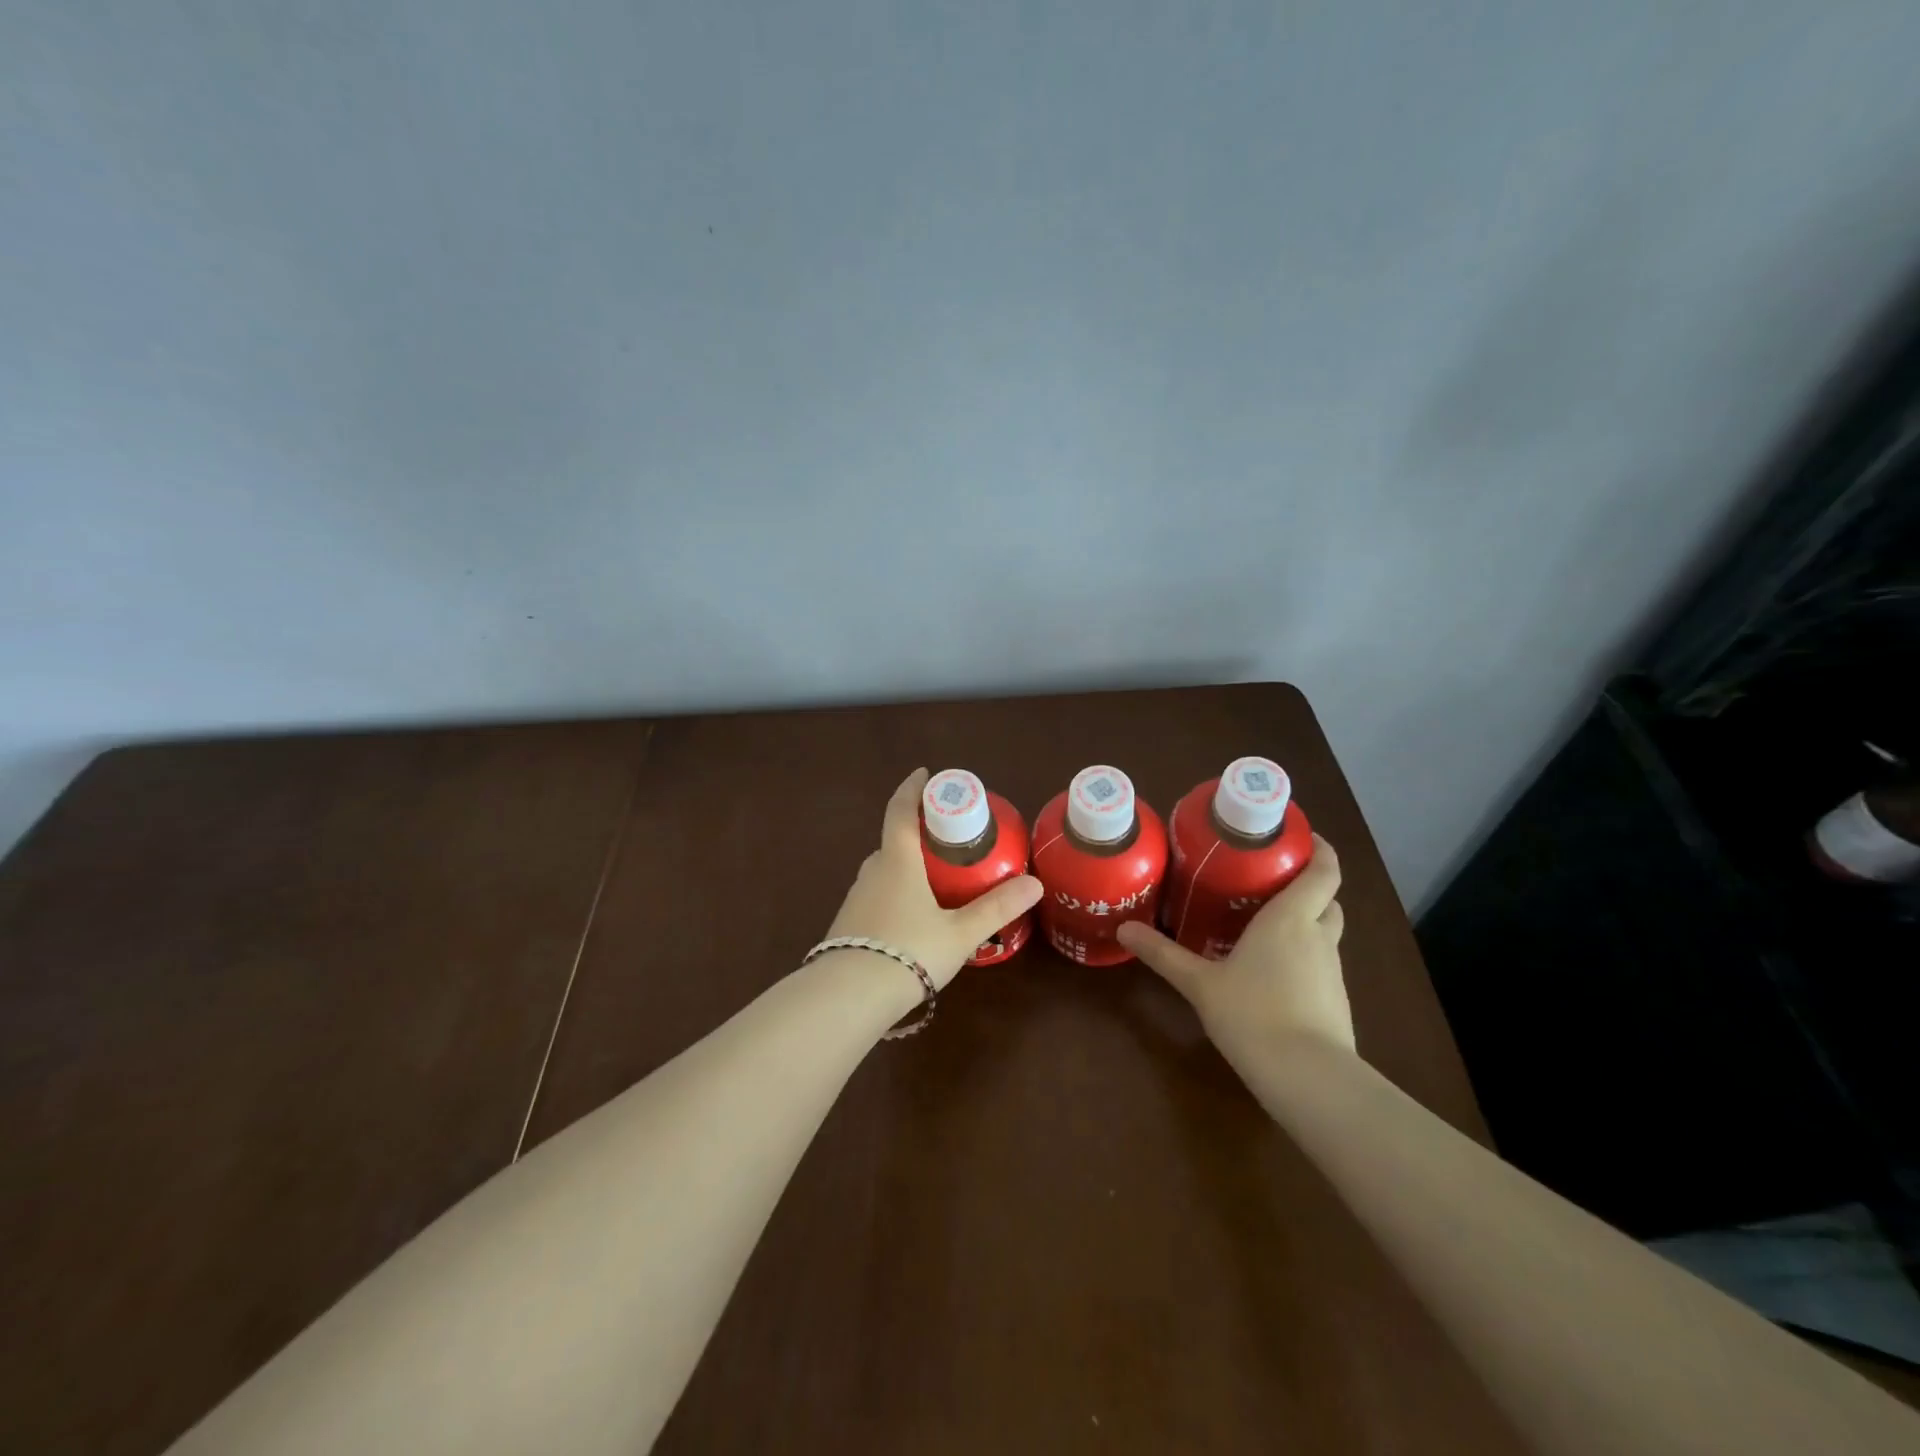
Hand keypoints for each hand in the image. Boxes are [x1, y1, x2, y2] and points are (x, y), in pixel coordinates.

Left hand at [826, 768, 1043, 990]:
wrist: (848, 997)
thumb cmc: (909, 951)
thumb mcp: (960, 932)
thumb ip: (996, 908)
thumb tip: (1035, 883)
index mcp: (898, 861)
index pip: (901, 810)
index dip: (912, 788)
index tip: (925, 774)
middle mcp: (873, 872)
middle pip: (894, 840)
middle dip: (917, 833)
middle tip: (947, 838)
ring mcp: (857, 898)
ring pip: (885, 871)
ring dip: (906, 866)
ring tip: (936, 880)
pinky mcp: (850, 924)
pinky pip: (877, 895)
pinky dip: (896, 893)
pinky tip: (913, 918)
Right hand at [1116, 834, 1353, 1054]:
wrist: (1308, 1078)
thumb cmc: (1253, 1014)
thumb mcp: (1200, 983)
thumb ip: (1163, 954)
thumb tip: (1124, 929)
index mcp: (1290, 919)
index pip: (1324, 872)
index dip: (1321, 850)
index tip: (1303, 836)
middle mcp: (1318, 936)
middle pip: (1327, 900)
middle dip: (1308, 886)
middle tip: (1270, 881)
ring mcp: (1332, 971)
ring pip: (1326, 932)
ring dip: (1307, 922)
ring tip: (1266, 924)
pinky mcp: (1336, 1001)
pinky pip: (1322, 964)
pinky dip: (1306, 956)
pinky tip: (1274, 972)